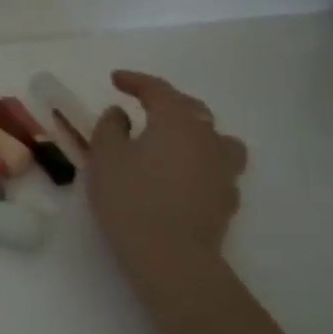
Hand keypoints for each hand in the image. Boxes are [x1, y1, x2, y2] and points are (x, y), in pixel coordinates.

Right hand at [86, 71, 247, 264]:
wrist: (171, 254)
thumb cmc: (130, 198)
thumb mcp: (105, 157)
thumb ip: (110, 128)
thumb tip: (121, 114)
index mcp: (176, 121)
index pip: (158, 90)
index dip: (135, 81)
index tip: (116, 79)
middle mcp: (207, 137)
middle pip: (191, 109)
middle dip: (166, 102)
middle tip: (143, 105)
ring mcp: (224, 168)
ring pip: (215, 138)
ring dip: (194, 132)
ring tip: (175, 140)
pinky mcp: (228, 197)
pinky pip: (217, 167)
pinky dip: (200, 162)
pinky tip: (184, 175)